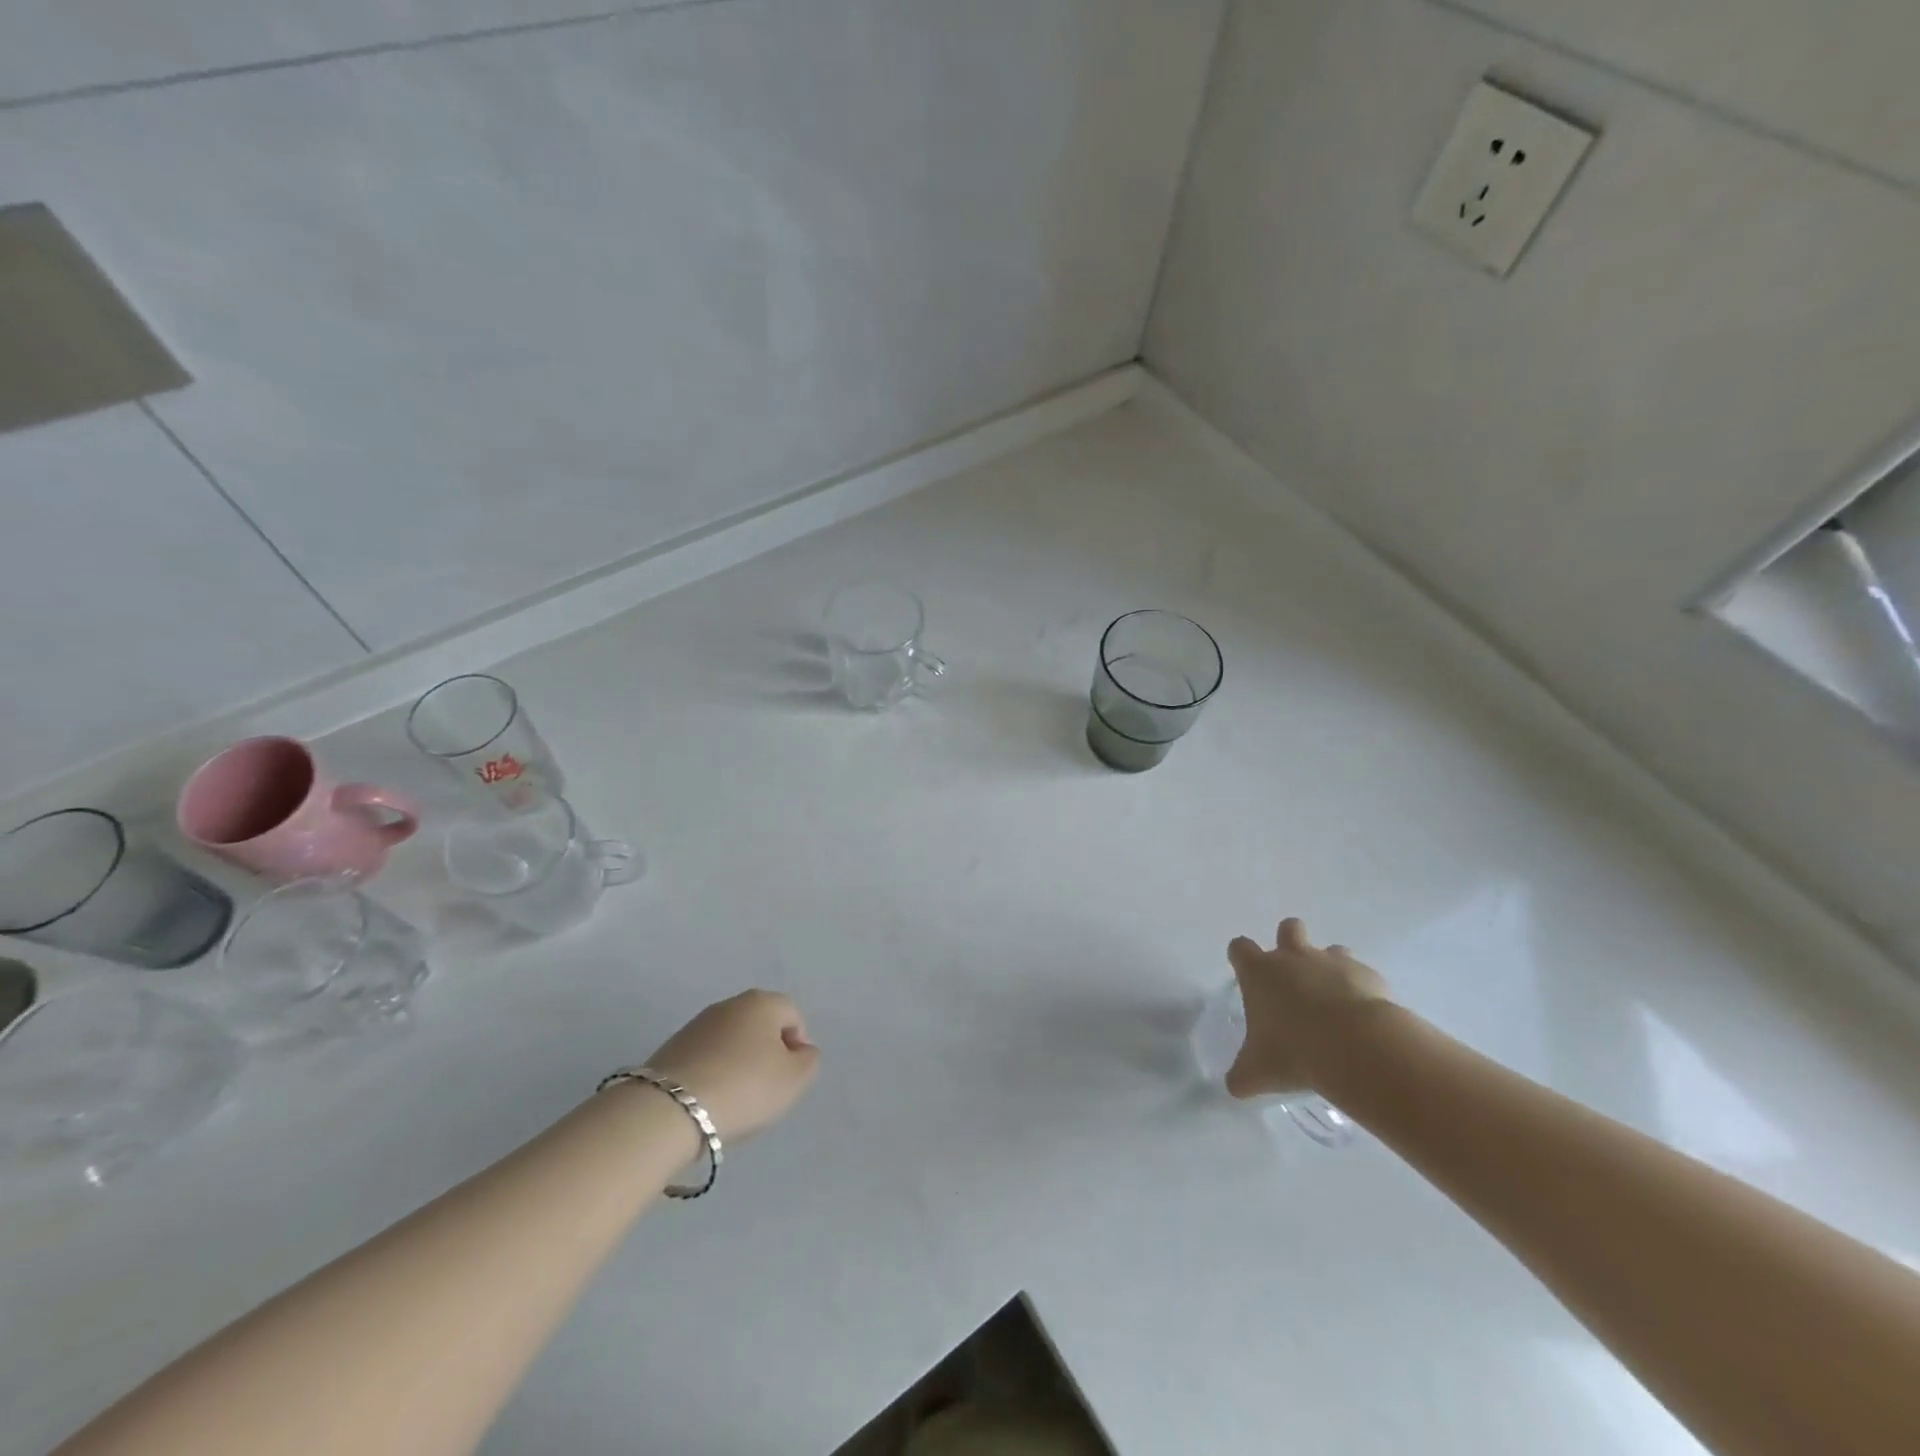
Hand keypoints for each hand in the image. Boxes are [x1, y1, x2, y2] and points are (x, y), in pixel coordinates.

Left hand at [644, 990, 819, 1140]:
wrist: (670, 1109)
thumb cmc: (744, 1087)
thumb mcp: (795, 1079)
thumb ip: (809, 1061)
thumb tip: (801, 1051)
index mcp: (762, 1002)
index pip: (793, 1015)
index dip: (798, 1046)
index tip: (789, 1078)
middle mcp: (730, 1004)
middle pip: (760, 1026)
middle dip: (767, 1054)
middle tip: (766, 1090)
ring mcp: (697, 1024)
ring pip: (731, 1042)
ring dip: (739, 1065)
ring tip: (735, 1100)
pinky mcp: (672, 1048)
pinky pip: (706, 1058)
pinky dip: (713, 1074)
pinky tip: (710, 1101)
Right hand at [1226, 918, 1391, 1098]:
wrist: (1356, 1047)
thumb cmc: (1295, 1052)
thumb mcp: (1258, 1071)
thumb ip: (1243, 1074)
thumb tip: (1234, 1086)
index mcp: (1260, 972)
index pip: (1240, 947)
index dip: (1241, 958)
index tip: (1247, 976)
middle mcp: (1294, 957)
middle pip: (1289, 928)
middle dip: (1290, 943)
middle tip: (1295, 978)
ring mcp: (1333, 962)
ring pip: (1331, 948)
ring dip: (1330, 967)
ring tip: (1334, 1001)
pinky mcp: (1367, 975)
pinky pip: (1362, 975)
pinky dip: (1362, 990)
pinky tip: (1364, 1018)